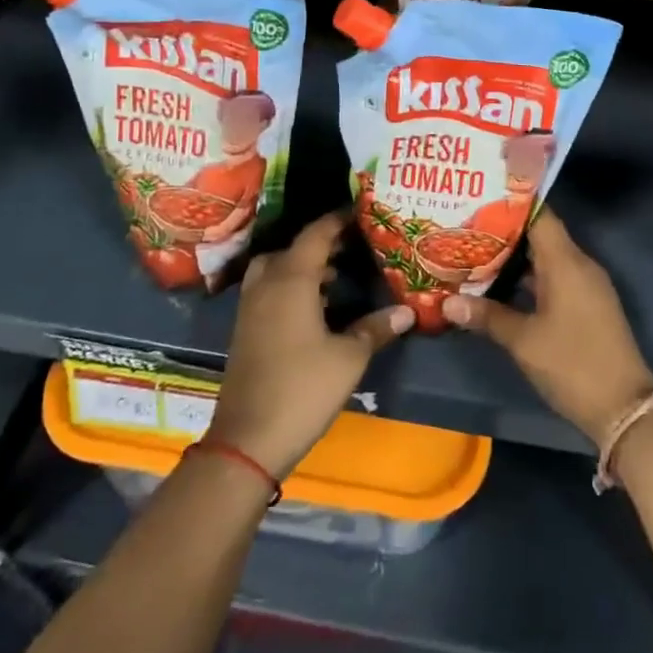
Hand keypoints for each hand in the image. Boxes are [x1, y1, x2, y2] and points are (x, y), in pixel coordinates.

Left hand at [205, 212, 413, 477]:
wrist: (247, 440)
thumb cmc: (303, 388)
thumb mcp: (349, 358)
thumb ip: (376, 328)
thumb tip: (407, 311)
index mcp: (291, 280)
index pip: (316, 235)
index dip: (338, 220)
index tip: (360, 212)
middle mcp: (266, 284)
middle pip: (291, 249)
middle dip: (319, 244)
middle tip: (350, 247)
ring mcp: (250, 308)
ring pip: (275, 270)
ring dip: (302, 266)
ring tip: (336, 276)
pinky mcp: (245, 330)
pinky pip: (268, 290)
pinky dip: (290, 286)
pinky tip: (315, 308)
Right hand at [444, 209, 652, 448]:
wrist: (624, 408)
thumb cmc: (572, 364)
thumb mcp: (524, 341)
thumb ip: (486, 316)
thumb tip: (448, 301)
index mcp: (566, 262)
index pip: (539, 215)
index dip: (511, 204)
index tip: (480, 197)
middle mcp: (579, 265)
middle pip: (540, 235)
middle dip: (504, 231)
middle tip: (466, 225)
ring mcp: (585, 286)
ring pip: (545, 259)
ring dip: (514, 258)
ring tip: (475, 252)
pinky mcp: (586, 306)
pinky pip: (554, 278)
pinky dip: (528, 278)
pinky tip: (500, 286)